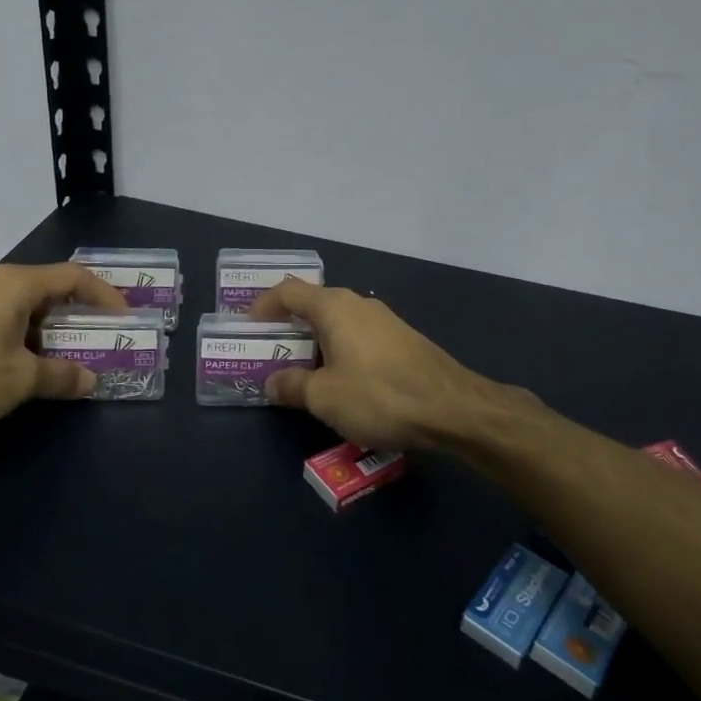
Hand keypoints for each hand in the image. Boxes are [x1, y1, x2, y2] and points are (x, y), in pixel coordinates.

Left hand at [0, 262, 127, 435]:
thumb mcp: (21, 379)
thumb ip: (61, 376)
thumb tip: (89, 380)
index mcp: (17, 284)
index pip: (74, 277)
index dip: (104, 295)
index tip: (123, 318)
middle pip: (49, 290)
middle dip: (78, 315)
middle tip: (101, 338)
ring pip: (24, 308)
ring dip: (51, 331)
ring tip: (69, 357)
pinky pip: (3, 320)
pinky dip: (25, 338)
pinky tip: (27, 366)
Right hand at [248, 279, 490, 449]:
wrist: (452, 408)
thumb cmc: (379, 395)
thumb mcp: (324, 397)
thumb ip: (292, 386)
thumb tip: (272, 382)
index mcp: (334, 307)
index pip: (288, 291)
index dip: (263, 306)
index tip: (247, 328)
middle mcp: (359, 304)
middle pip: (313, 306)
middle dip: (288, 329)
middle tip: (270, 355)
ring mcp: (385, 321)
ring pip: (338, 325)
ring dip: (316, 344)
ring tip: (302, 374)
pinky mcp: (403, 341)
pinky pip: (359, 339)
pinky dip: (340, 353)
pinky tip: (342, 383)